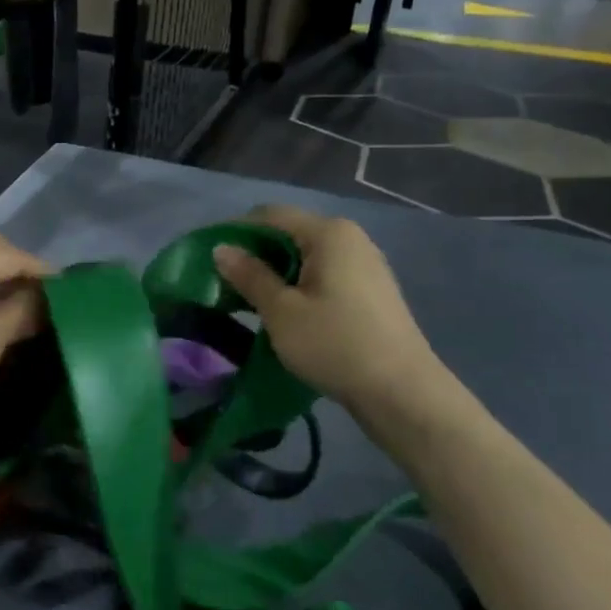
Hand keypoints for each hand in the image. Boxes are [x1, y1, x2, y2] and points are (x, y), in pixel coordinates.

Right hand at [211, 204, 444, 431]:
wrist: (403, 394)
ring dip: (275, 271)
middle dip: (254, 253)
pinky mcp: (371, 291)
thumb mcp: (281, 311)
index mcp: (329, 233)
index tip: (207, 256)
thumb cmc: (335, 344)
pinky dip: (298, 285)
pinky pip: (323, 275)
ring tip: (248, 298)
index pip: (270, 215)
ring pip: (306, 256)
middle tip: (223, 281)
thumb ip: (249, 275)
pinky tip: (284, 310)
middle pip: (289, 233)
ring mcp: (365, 265)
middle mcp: (350, 239)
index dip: (234, 231)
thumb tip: (221, 249)